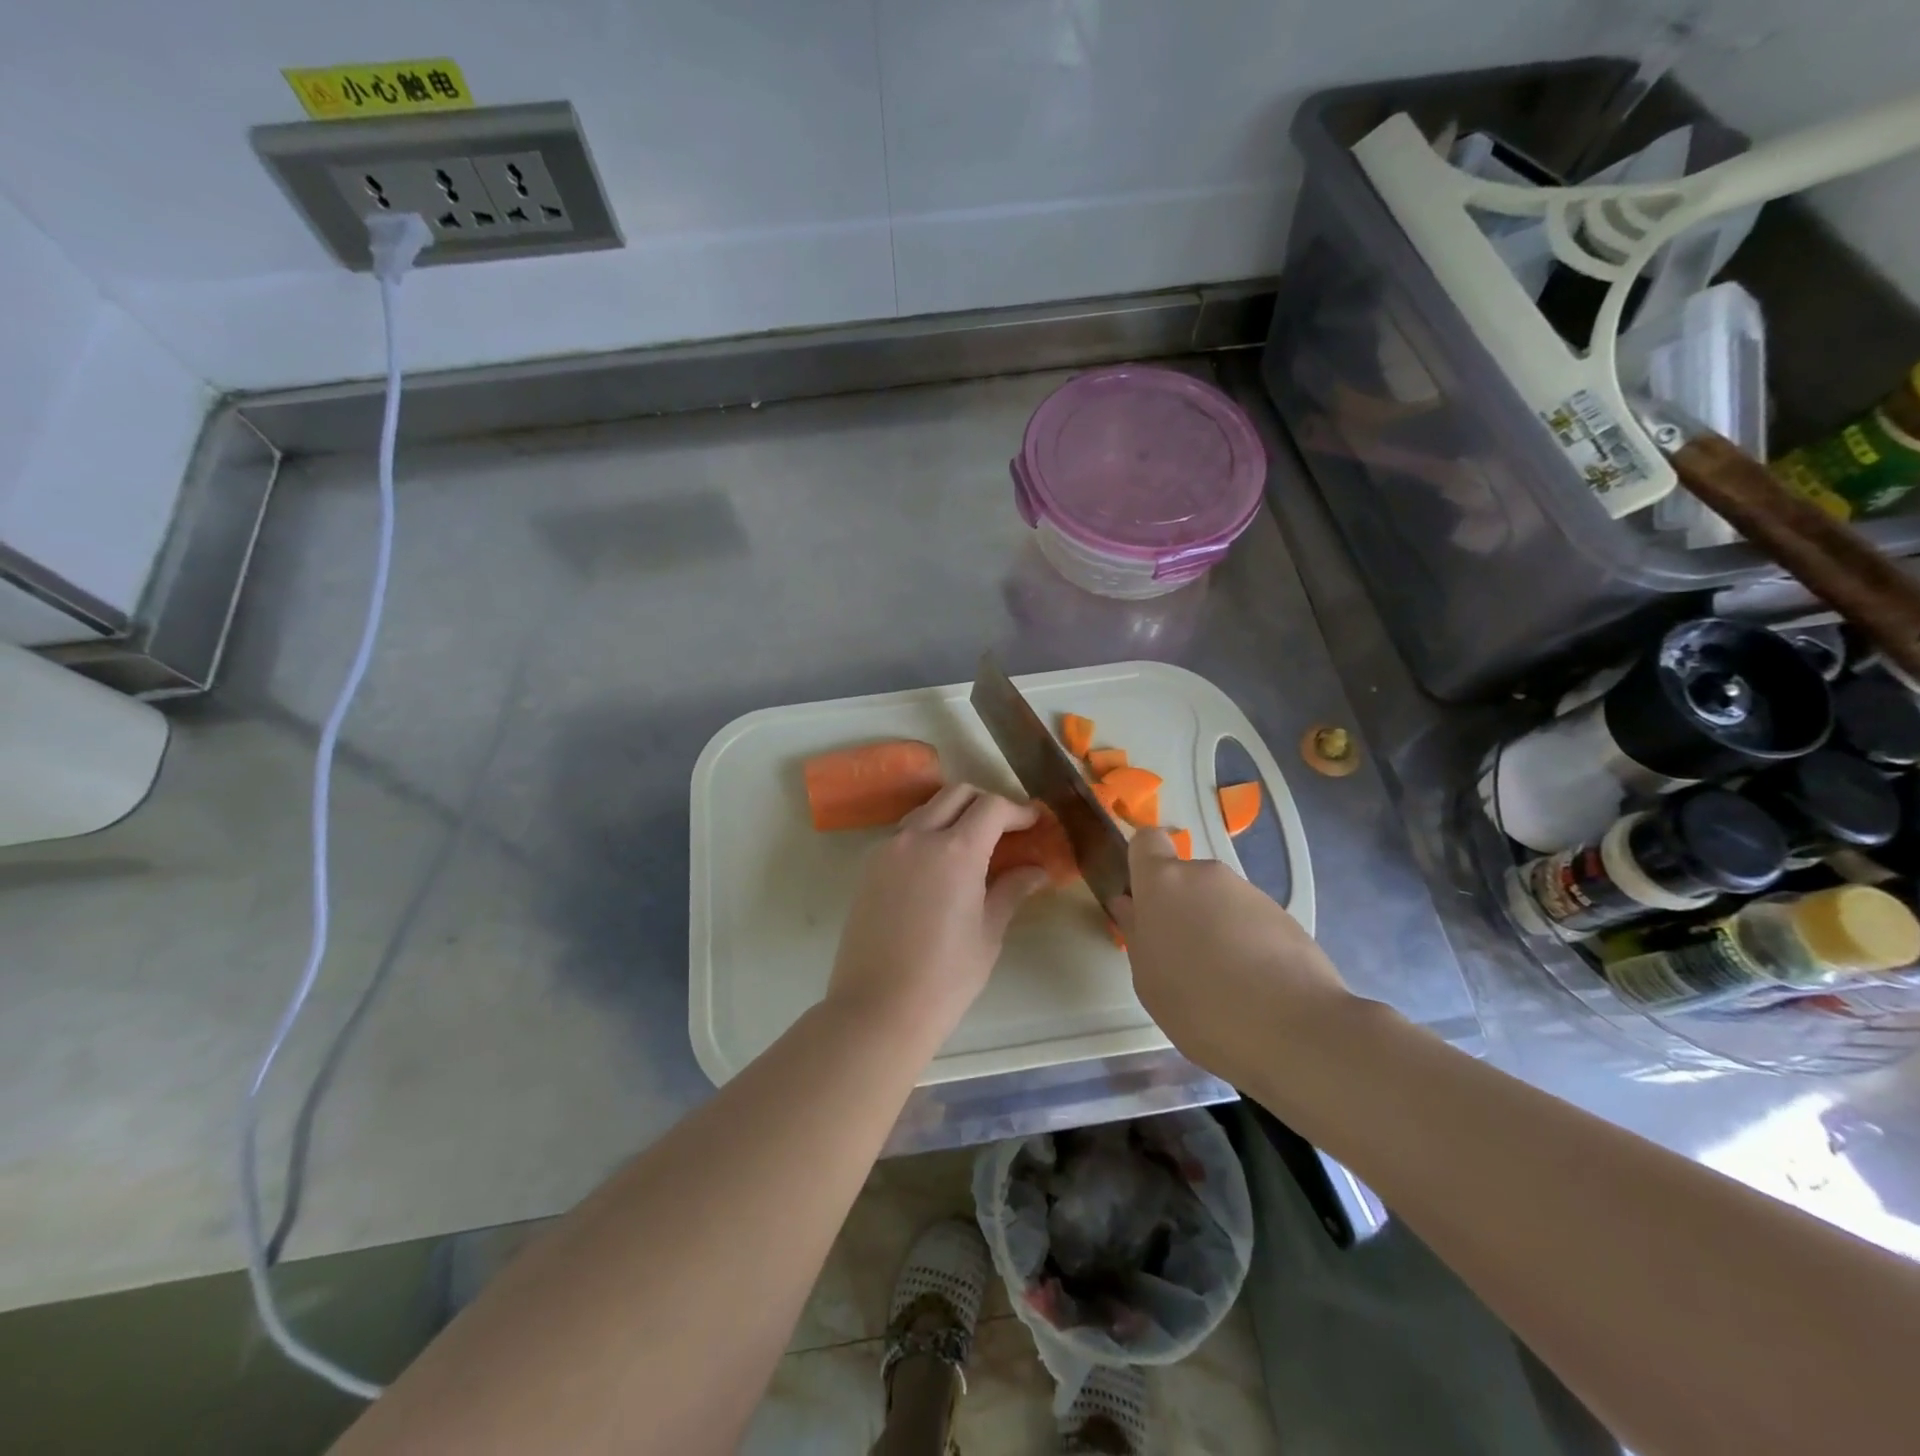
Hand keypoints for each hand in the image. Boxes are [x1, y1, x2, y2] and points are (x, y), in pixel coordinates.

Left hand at [827, 786, 1050, 1040]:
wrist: (878, 1008)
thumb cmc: (945, 977)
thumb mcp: (988, 933)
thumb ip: (1011, 891)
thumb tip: (1037, 871)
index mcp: (955, 851)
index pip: (992, 807)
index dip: (1018, 810)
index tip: (1033, 822)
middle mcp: (918, 837)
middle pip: (956, 794)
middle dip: (986, 802)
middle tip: (1006, 828)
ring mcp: (888, 849)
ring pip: (927, 809)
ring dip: (953, 813)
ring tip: (973, 844)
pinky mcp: (869, 867)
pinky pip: (904, 833)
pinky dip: (928, 832)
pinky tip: (940, 864)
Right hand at [1113, 827, 1350, 1085]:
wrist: (1294, 1029)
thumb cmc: (1200, 1005)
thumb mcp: (1148, 979)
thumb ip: (1137, 933)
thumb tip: (1130, 905)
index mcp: (1163, 883)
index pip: (1147, 841)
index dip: (1143, 863)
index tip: (1143, 897)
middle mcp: (1206, 874)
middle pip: (1185, 878)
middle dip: (1182, 908)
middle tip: (1183, 957)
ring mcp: (1249, 892)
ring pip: (1219, 901)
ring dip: (1215, 927)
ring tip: (1224, 981)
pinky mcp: (1285, 916)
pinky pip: (1251, 921)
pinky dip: (1247, 943)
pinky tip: (1255, 987)